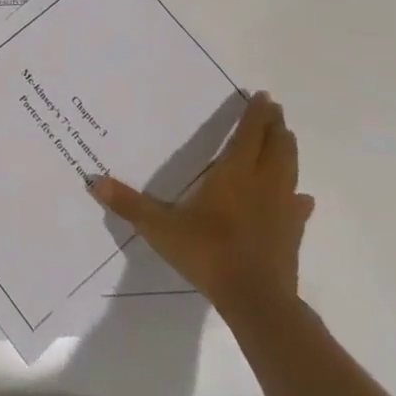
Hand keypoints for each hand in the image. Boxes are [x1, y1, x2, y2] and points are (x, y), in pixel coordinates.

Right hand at [91, 91, 312, 321]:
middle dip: (275, 126)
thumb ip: (129, 204)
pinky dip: (298, 195)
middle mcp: (262, 184)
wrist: (256, 300)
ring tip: (287, 138)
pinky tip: (300, 197)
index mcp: (233, 174)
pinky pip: (298, 206)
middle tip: (275, 109)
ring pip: (290, 169)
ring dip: (288, 150)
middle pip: (276, 146)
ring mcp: (282, 209)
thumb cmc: (208, 254)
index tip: (263, 95)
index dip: (256, 114)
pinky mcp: (292, 233)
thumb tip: (94, 180)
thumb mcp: (160, 228)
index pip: (249, 135)